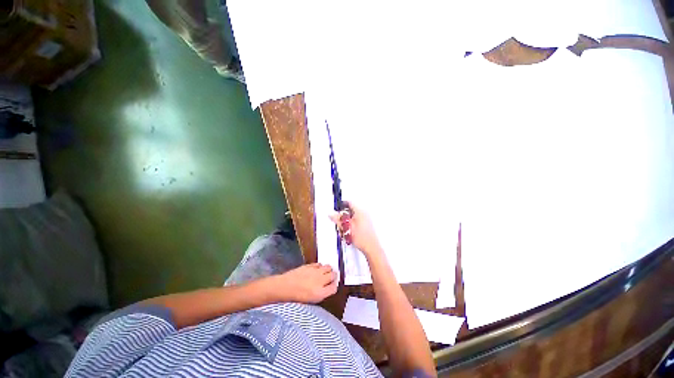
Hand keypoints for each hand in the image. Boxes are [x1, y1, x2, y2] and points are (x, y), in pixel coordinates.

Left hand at [275, 263, 337, 302]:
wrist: (285, 287)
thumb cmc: (296, 297)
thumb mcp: (311, 300)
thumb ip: (322, 293)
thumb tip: (329, 288)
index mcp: (320, 293)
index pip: (334, 287)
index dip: (334, 286)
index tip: (332, 286)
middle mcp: (320, 281)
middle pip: (333, 275)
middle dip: (333, 276)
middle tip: (330, 278)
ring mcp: (315, 271)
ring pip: (328, 267)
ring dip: (328, 270)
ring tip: (325, 272)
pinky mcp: (310, 265)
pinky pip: (320, 264)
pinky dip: (320, 266)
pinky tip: (317, 269)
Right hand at [330, 202, 381, 256]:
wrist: (371, 248)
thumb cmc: (362, 238)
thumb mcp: (346, 228)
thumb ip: (338, 219)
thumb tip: (331, 214)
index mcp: (360, 211)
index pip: (349, 202)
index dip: (341, 205)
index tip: (337, 209)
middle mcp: (364, 213)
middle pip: (351, 209)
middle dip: (343, 215)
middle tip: (339, 221)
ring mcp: (366, 218)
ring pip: (353, 216)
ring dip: (347, 220)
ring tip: (344, 228)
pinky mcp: (367, 224)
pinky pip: (357, 220)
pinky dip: (351, 224)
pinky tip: (349, 231)